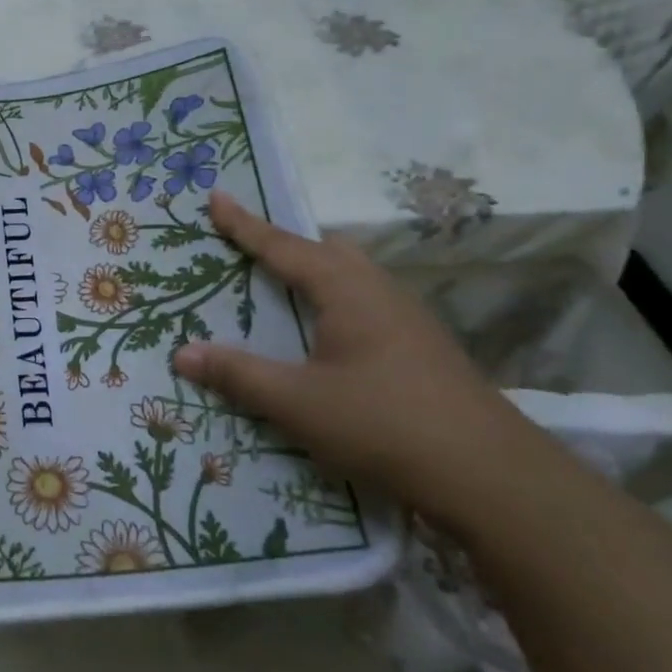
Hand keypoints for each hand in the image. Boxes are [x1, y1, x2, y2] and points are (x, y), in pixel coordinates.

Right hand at [172, 191, 538, 523]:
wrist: (489, 475)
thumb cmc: (383, 423)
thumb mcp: (297, 402)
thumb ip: (238, 374)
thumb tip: (182, 352)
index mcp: (347, 290)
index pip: (284, 246)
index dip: (245, 224)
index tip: (216, 197)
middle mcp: (379, 292)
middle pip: (326, 251)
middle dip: (285, 244)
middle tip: (248, 247)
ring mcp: (407, 319)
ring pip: (351, 278)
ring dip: (312, 274)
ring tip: (280, 290)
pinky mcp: (421, 348)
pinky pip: (364, 305)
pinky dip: (331, 303)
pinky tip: (325, 338)